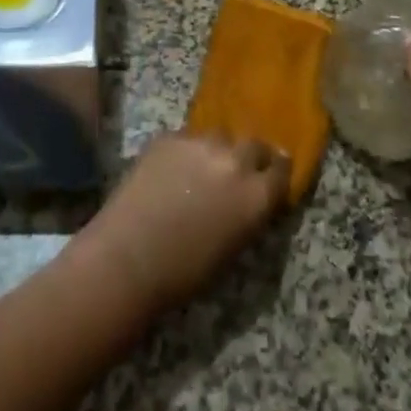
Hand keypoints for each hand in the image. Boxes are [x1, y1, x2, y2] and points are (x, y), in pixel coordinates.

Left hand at [76, 132, 289, 312]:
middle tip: (236, 172)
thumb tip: (251, 199)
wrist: (128, 257)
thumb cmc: (184, 273)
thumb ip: (249, 214)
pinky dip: (185, 152)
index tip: (271, 175)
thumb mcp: (234, 248)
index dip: (276, 173)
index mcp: (257, 195)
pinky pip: (187, 139)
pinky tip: (170, 171)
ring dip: (217, 150)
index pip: (282, 170)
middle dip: (250, 156)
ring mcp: (201, 143)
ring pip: (219, 137)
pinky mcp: (169, 137)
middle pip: (254, 145)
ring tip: (200, 169)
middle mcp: (235, 161)